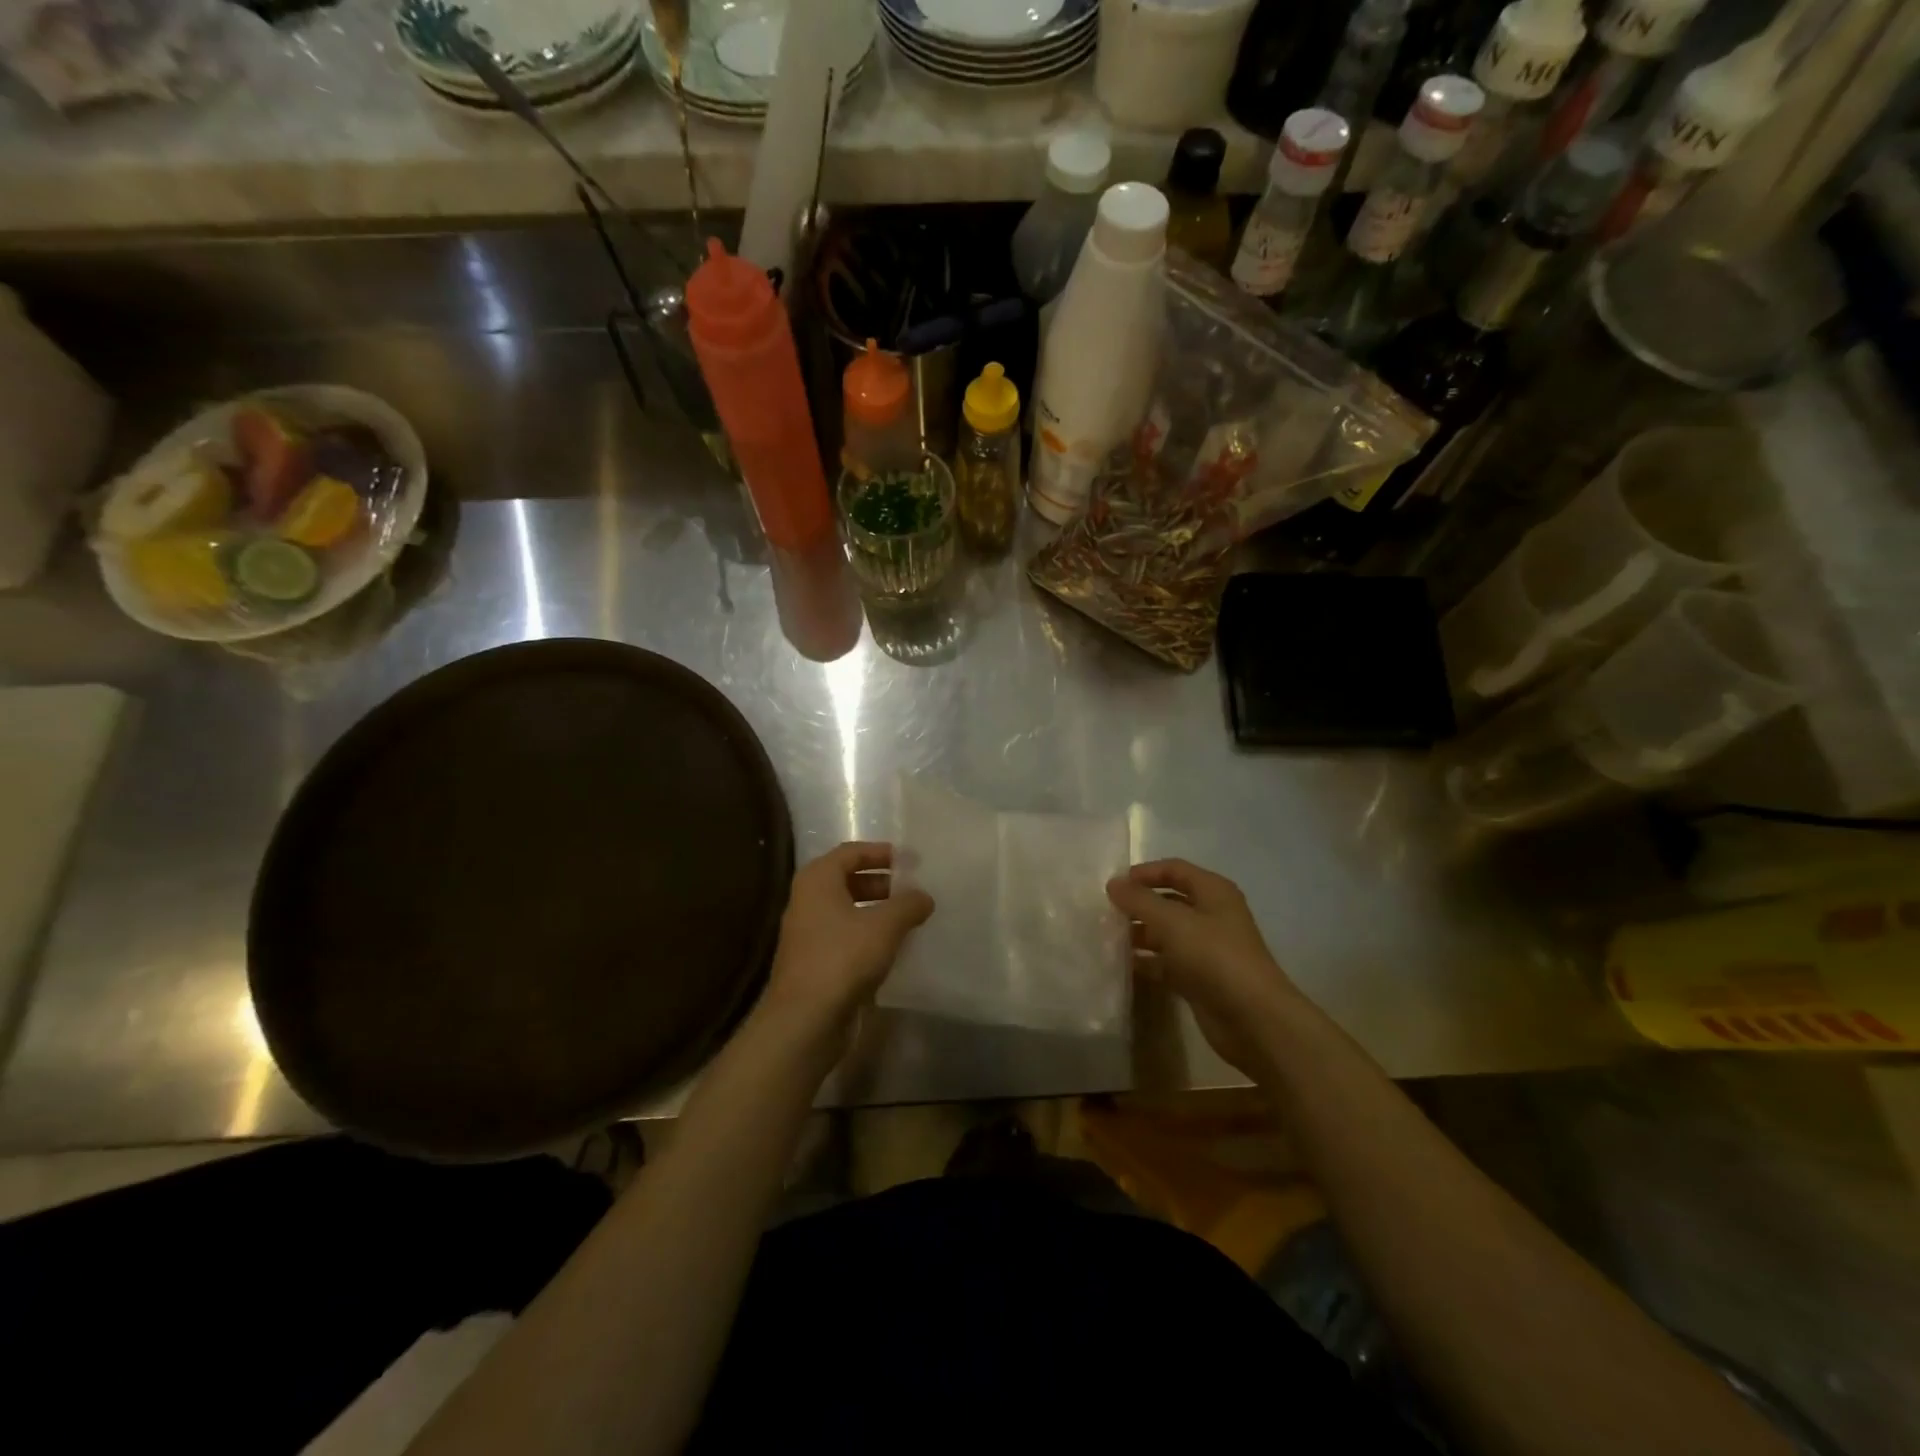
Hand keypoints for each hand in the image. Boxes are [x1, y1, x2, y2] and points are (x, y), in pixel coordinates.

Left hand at [762, 842, 933, 1035]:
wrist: (805, 1020)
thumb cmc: (843, 958)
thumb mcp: (884, 926)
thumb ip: (908, 905)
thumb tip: (924, 897)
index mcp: (817, 880)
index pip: (851, 852)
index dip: (881, 852)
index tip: (910, 860)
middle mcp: (807, 901)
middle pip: (848, 880)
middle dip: (882, 883)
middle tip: (913, 889)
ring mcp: (808, 933)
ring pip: (847, 910)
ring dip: (877, 911)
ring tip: (909, 918)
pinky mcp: (814, 962)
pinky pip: (845, 936)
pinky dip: (868, 935)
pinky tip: (893, 948)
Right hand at [1106, 859, 1300, 1076]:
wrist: (1253, 1019)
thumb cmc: (1214, 957)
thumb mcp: (1172, 922)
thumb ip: (1139, 900)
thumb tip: (1113, 883)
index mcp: (1213, 892)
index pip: (1174, 869)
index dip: (1144, 873)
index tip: (1114, 884)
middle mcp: (1211, 916)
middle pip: (1169, 901)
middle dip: (1139, 905)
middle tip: (1105, 912)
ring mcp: (1206, 949)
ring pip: (1166, 934)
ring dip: (1139, 934)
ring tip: (1107, 938)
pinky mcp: (1199, 979)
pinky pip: (1167, 963)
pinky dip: (1147, 962)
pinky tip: (1122, 966)